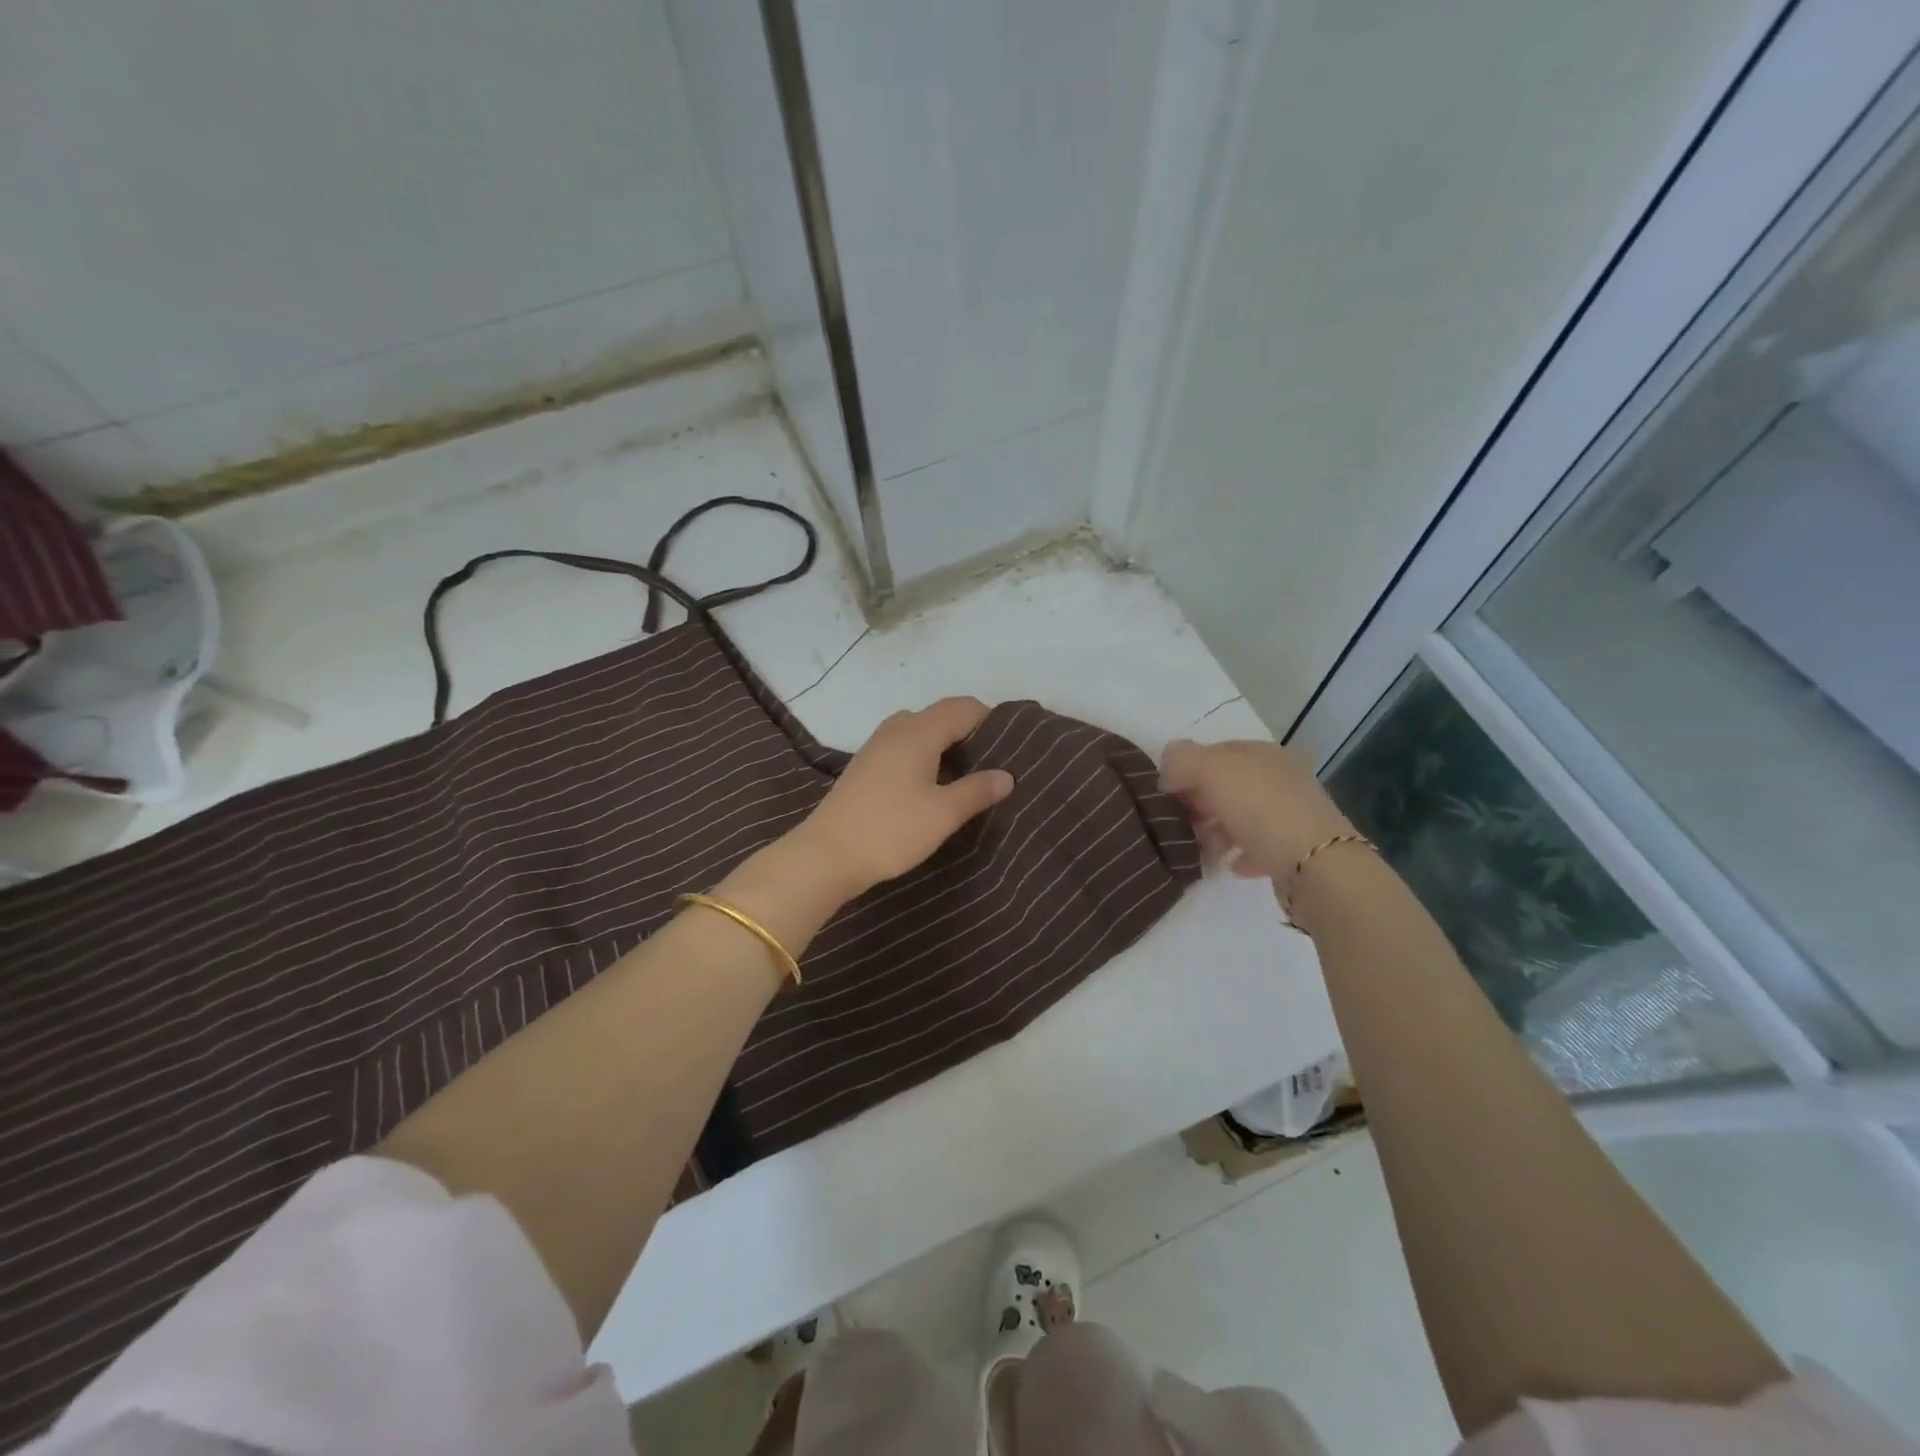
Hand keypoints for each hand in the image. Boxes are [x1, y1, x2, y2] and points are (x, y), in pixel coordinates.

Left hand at [795, 697, 1014, 899]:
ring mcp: (877, 746)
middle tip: (994, 764)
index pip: (964, 707)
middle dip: (970, 733)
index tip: (1012, 747)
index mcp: (918, 731)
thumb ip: (978, 791)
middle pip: (942, 716)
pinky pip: (905, 747)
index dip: (990, 720)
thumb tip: (1007, 775)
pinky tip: (934, 787)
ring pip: (922, 731)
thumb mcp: (943, 814)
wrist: (827, 855)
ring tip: (968, 777)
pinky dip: (926, 757)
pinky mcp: (866, 766)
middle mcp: (897, 729)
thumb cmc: (890, 830)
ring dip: (946, 746)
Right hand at [1158, 739, 1355, 880]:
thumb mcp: (1212, 771)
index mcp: (1264, 753)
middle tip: (1179, 822)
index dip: (1187, 768)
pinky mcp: (1297, 850)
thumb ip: (1182, 760)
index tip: (1166, 794)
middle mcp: (1281, 778)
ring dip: (1216, 830)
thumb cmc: (1261, 809)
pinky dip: (1240, 853)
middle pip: (1228, 785)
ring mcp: (1292, 814)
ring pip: (1241, 816)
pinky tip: (1230, 864)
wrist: (1317, 867)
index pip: (1216, 751)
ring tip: (1201, 847)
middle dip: (1200, 802)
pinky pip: (1259, 847)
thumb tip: (1168, 769)